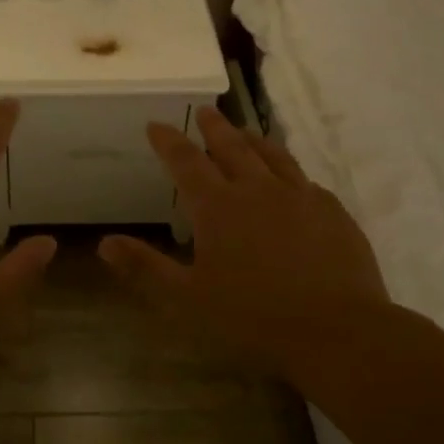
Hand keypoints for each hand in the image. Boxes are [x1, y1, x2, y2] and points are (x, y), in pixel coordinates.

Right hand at [99, 107, 390, 375]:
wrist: (339, 332)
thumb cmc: (253, 318)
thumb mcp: (187, 299)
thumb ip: (145, 268)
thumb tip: (104, 243)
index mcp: (219, 207)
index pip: (187, 162)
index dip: (169, 141)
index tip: (156, 124)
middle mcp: (258, 190)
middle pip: (232, 147)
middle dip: (214, 128)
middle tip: (205, 111)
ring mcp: (301, 198)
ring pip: (273, 156)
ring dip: (254, 139)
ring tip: (245, 131)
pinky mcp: (334, 213)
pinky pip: (306, 181)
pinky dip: (290, 171)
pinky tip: (293, 180)